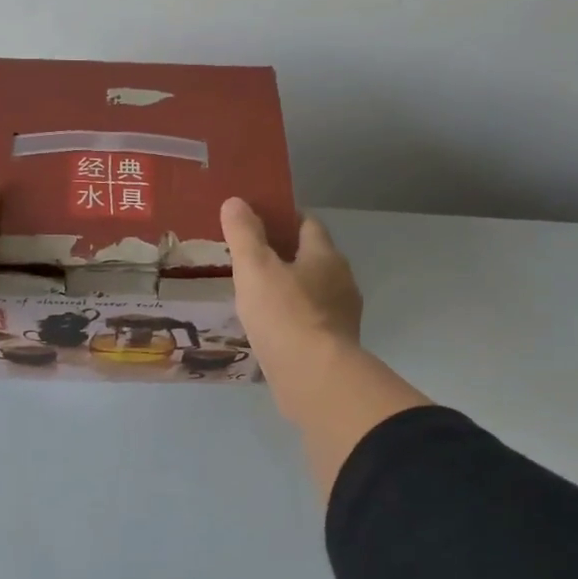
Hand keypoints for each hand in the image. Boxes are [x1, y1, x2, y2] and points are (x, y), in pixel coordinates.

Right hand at [220, 198, 363, 417]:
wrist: (314, 377)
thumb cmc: (284, 315)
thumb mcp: (254, 268)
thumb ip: (244, 234)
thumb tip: (235, 202)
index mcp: (325, 255)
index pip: (308, 224)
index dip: (284, 219)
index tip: (257, 223)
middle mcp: (341, 281)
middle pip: (312, 258)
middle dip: (285, 257)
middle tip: (250, 262)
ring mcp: (342, 316)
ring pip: (313, 292)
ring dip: (290, 291)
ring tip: (257, 298)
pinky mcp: (335, 346)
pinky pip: (311, 323)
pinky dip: (293, 320)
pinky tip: (271, 330)